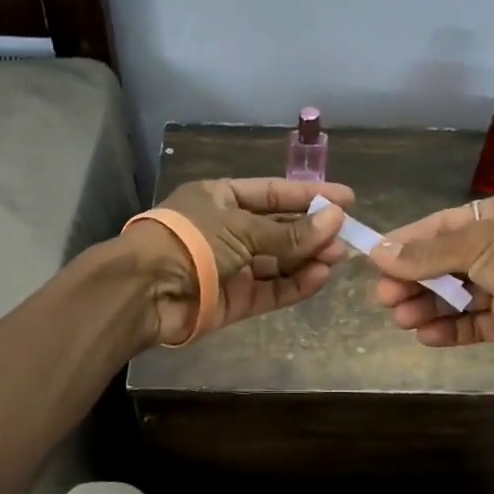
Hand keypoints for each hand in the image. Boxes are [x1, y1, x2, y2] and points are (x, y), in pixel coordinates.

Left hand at [125, 177, 353, 344]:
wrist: (146, 291)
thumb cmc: (191, 241)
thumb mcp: (243, 227)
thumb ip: (290, 231)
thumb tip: (336, 219)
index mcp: (221, 199)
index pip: (273, 193)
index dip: (309, 195)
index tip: (347, 198)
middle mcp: (227, 230)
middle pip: (278, 229)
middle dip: (312, 231)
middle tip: (348, 235)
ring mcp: (232, 267)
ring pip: (278, 262)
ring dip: (307, 259)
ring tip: (337, 257)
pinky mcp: (235, 300)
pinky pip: (271, 290)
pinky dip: (295, 285)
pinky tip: (320, 277)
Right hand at [369, 190, 493, 373]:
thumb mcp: (478, 245)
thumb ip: (427, 253)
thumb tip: (377, 252)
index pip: (442, 226)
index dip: (407, 243)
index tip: (374, 260)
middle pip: (446, 262)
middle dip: (414, 279)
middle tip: (384, 297)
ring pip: (457, 295)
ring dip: (428, 305)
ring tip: (402, 319)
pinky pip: (474, 323)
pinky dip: (450, 328)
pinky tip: (426, 336)